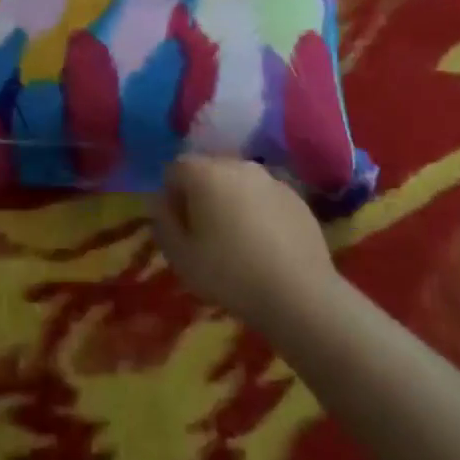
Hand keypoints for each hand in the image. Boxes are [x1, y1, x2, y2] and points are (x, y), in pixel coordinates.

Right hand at [151, 156, 338, 333]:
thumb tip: (160, 203)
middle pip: (208, 171)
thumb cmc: (229, 274)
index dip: (170, 197)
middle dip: (200, 195)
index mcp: (205, 173)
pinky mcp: (296, 197)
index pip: (174, 170)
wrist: (298, 294)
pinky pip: (264, 197)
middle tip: (204, 235)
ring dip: (230, 201)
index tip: (178, 228)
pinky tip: (264, 245)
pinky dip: (258, 211)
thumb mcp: (180, 257)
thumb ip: (163, 223)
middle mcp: (238, 165)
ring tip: (236, 241)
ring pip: (238, 183)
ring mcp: (271, 178)